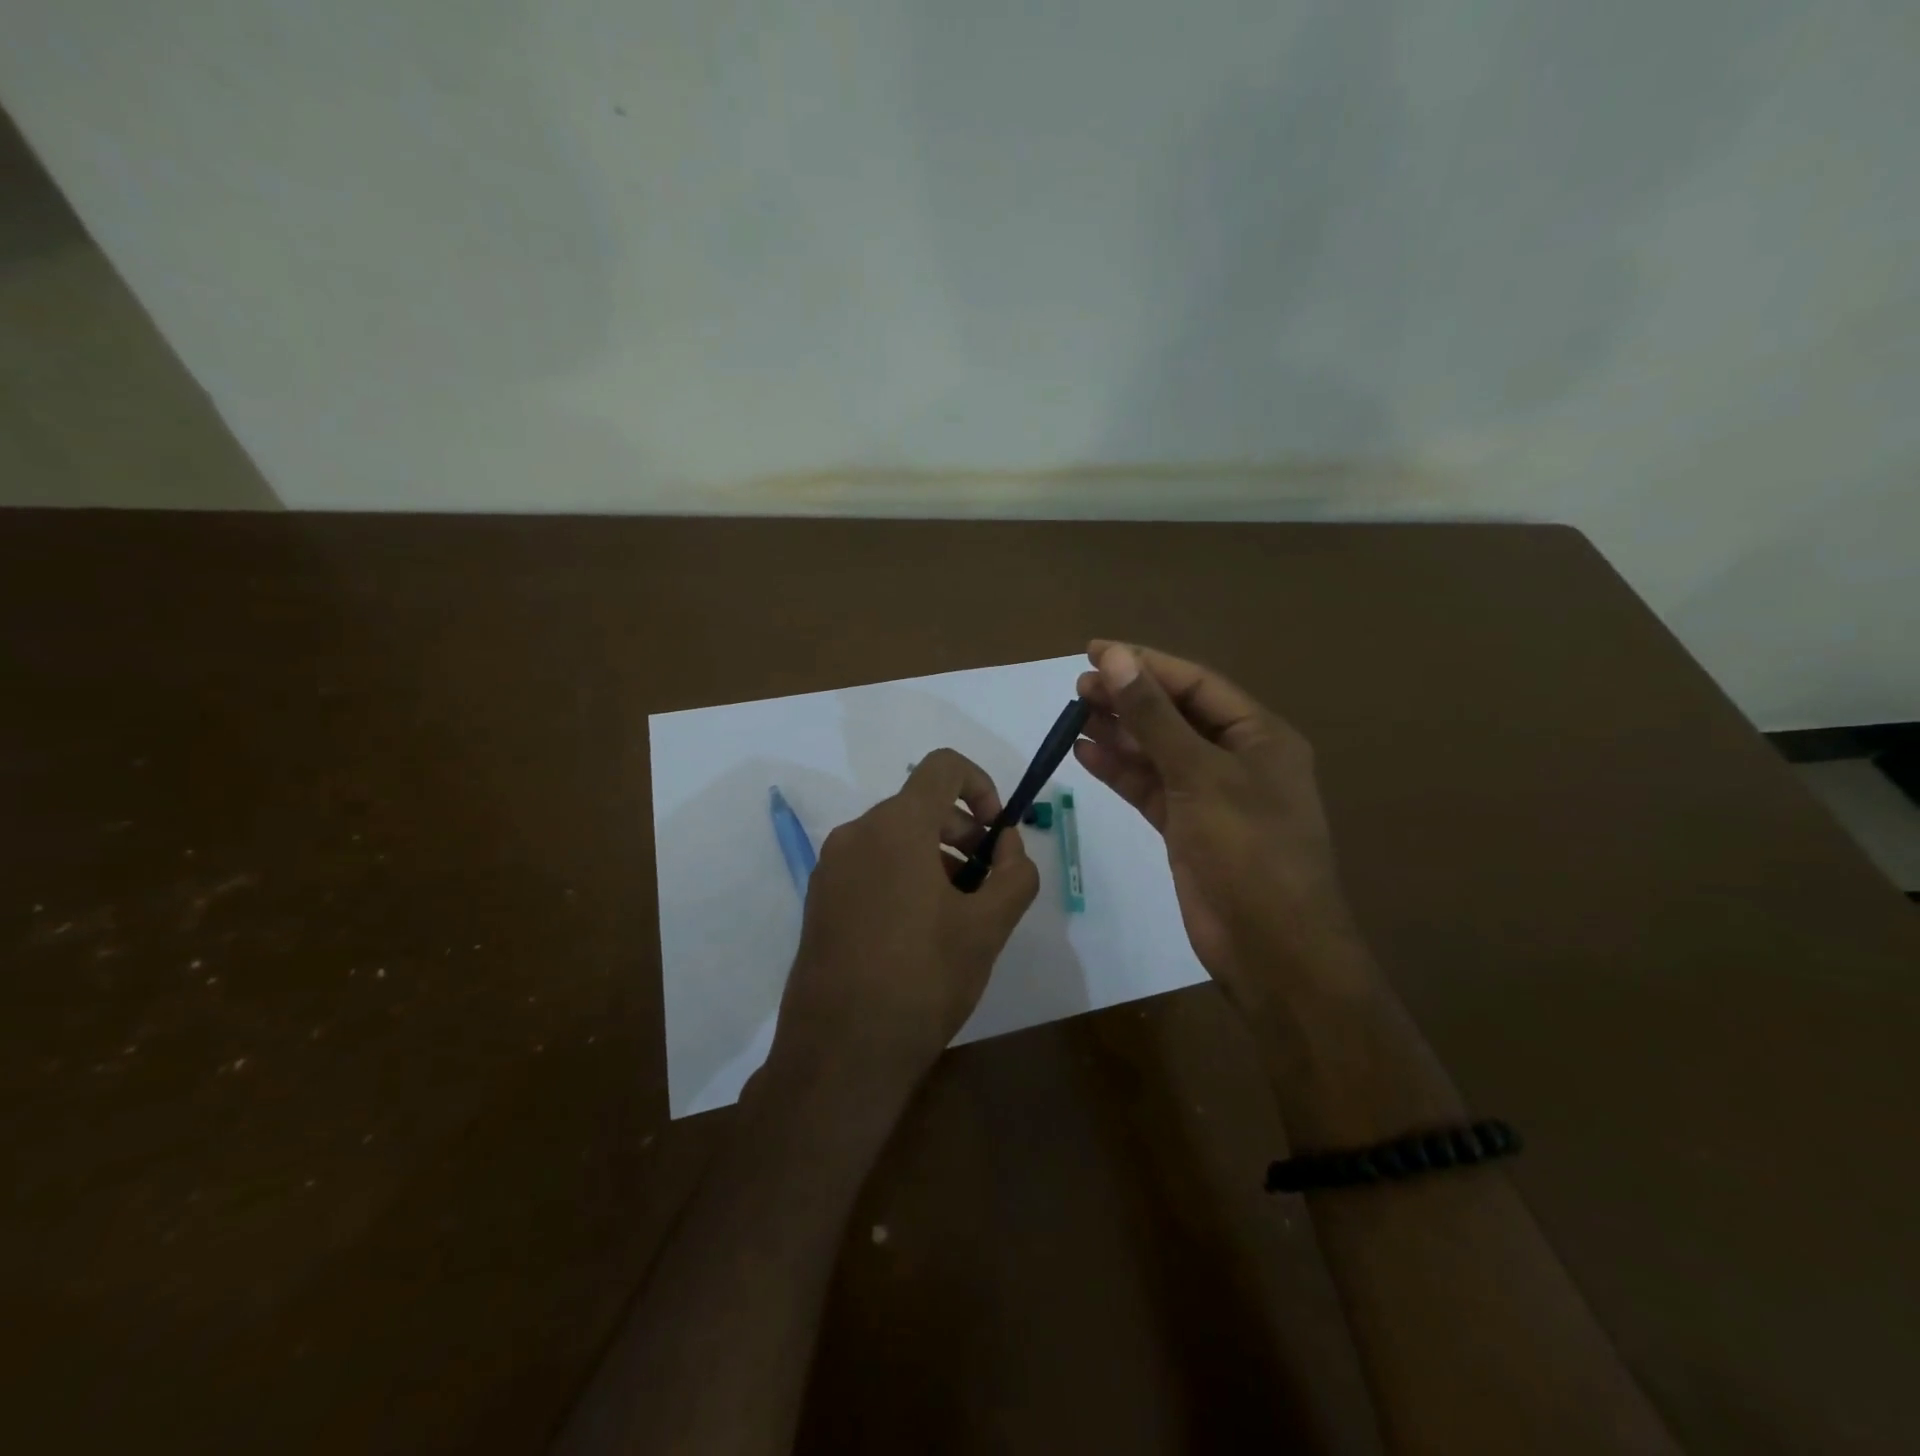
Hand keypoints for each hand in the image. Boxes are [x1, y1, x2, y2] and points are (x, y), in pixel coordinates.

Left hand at [769, 748, 1039, 1097]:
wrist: (840, 1052)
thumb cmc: (923, 979)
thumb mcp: (989, 927)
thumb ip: (1015, 873)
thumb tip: (1007, 844)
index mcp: (896, 827)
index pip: (943, 766)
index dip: (981, 784)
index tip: (996, 831)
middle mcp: (856, 834)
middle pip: (919, 805)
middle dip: (962, 832)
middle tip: (987, 882)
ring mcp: (831, 867)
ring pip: (895, 838)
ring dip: (935, 858)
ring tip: (957, 913)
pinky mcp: (819, 899)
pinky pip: (871, 866)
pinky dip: (903, 877)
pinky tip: (919, 932)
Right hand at [1074, 641, 1364, 1016]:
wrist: (1271, 947)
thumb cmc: (1247, 850)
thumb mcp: (1199, 774)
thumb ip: (1153, 717)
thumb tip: (1115, 658)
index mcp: (1259, 736)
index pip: (1195, 684)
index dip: (1146, 663)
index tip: (1095, 651)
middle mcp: (1237, 758)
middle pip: (1175, 715)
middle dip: (1128, 698)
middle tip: (1078, 686)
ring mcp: (1211, 795)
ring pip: (1158, 752)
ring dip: (1119, 733)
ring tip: (1074, 714)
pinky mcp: (1188, 828)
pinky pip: (1150, 787)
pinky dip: (1120, 771)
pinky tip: (1085, 753)